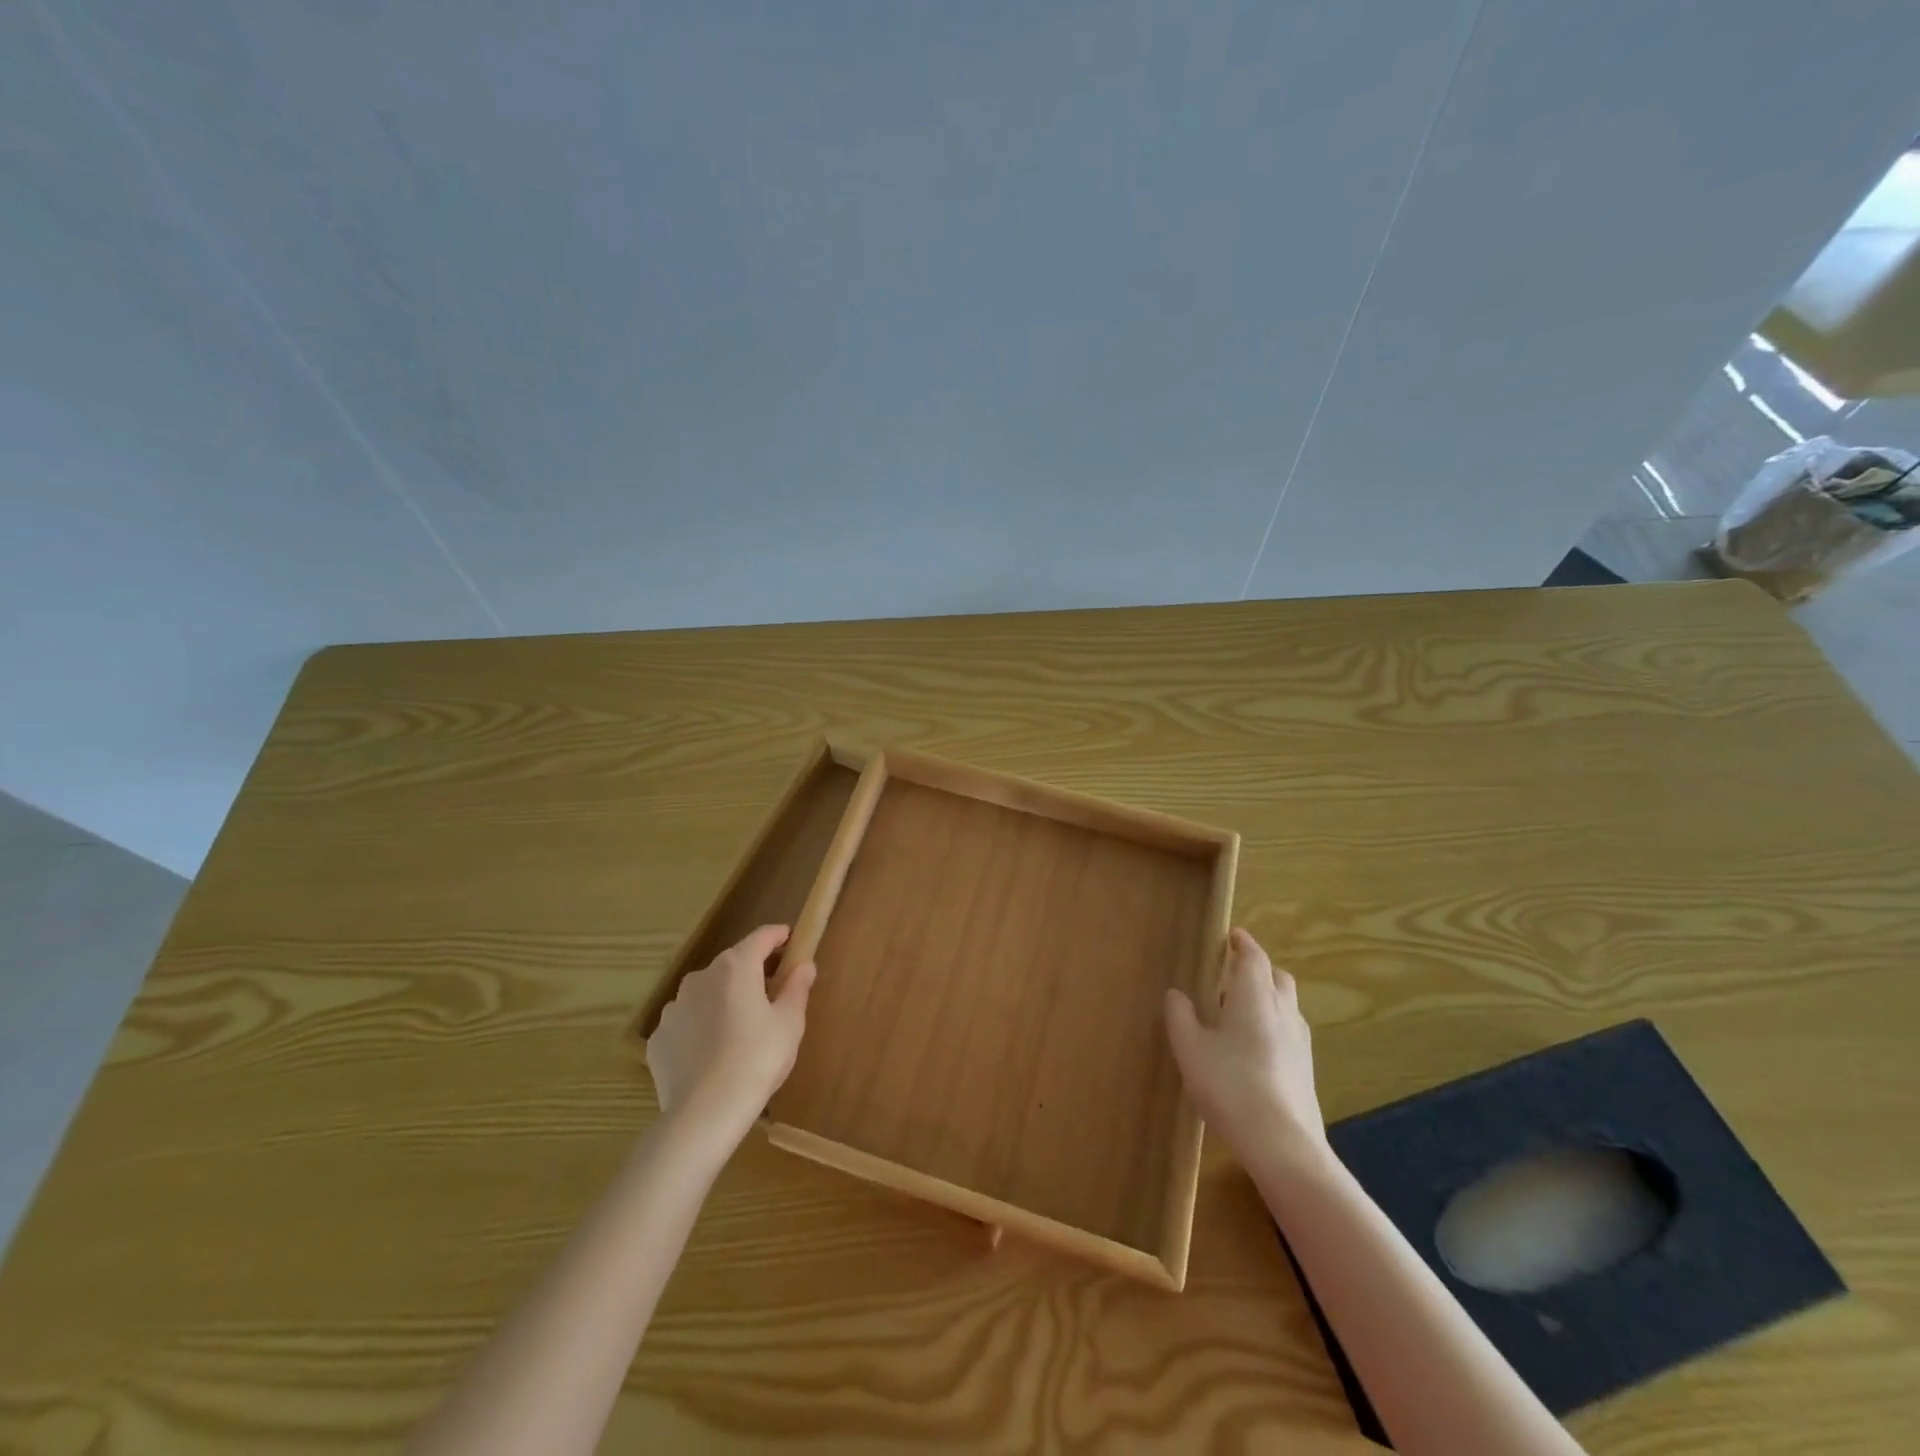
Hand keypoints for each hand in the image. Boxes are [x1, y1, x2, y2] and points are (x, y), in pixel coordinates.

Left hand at [646, 925, 815, 1142]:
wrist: (704, 1114)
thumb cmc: (757, 1060)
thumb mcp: (789, 1023)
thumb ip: (796, 987)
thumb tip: (804, 964)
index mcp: (736, 967)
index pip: (761, 937)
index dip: (778, 936)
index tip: (791, 939)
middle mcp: (700, 978)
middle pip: (732, 964)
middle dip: (752, 972)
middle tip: (772, 992)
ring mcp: (674, 1008)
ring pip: (706, 993)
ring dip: (724, 1000)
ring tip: (739, 1030)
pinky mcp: (658, 1038)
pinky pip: (686, 1023)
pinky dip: (701, 1028)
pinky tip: (712, 1054)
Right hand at [1165, 928, 1326, 1171]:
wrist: (1282, 1144)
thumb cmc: (1229, 1084)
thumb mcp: (1190, 1047)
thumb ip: (1180, 1015)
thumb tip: (1177, 993)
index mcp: (1254, 996)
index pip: (1253, 956)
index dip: (1243, 943)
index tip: (1232, 935)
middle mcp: (1283, 1011)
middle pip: (1278, 977)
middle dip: (1258, 969)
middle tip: (1232, 974)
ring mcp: (1300, 1042)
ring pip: (1287, 1005)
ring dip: (1268, 998)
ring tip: (1240, 1012)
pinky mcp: (1306, 1069)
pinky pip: (1290, 1031)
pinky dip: (1274, 1025)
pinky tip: (1255, 1048)